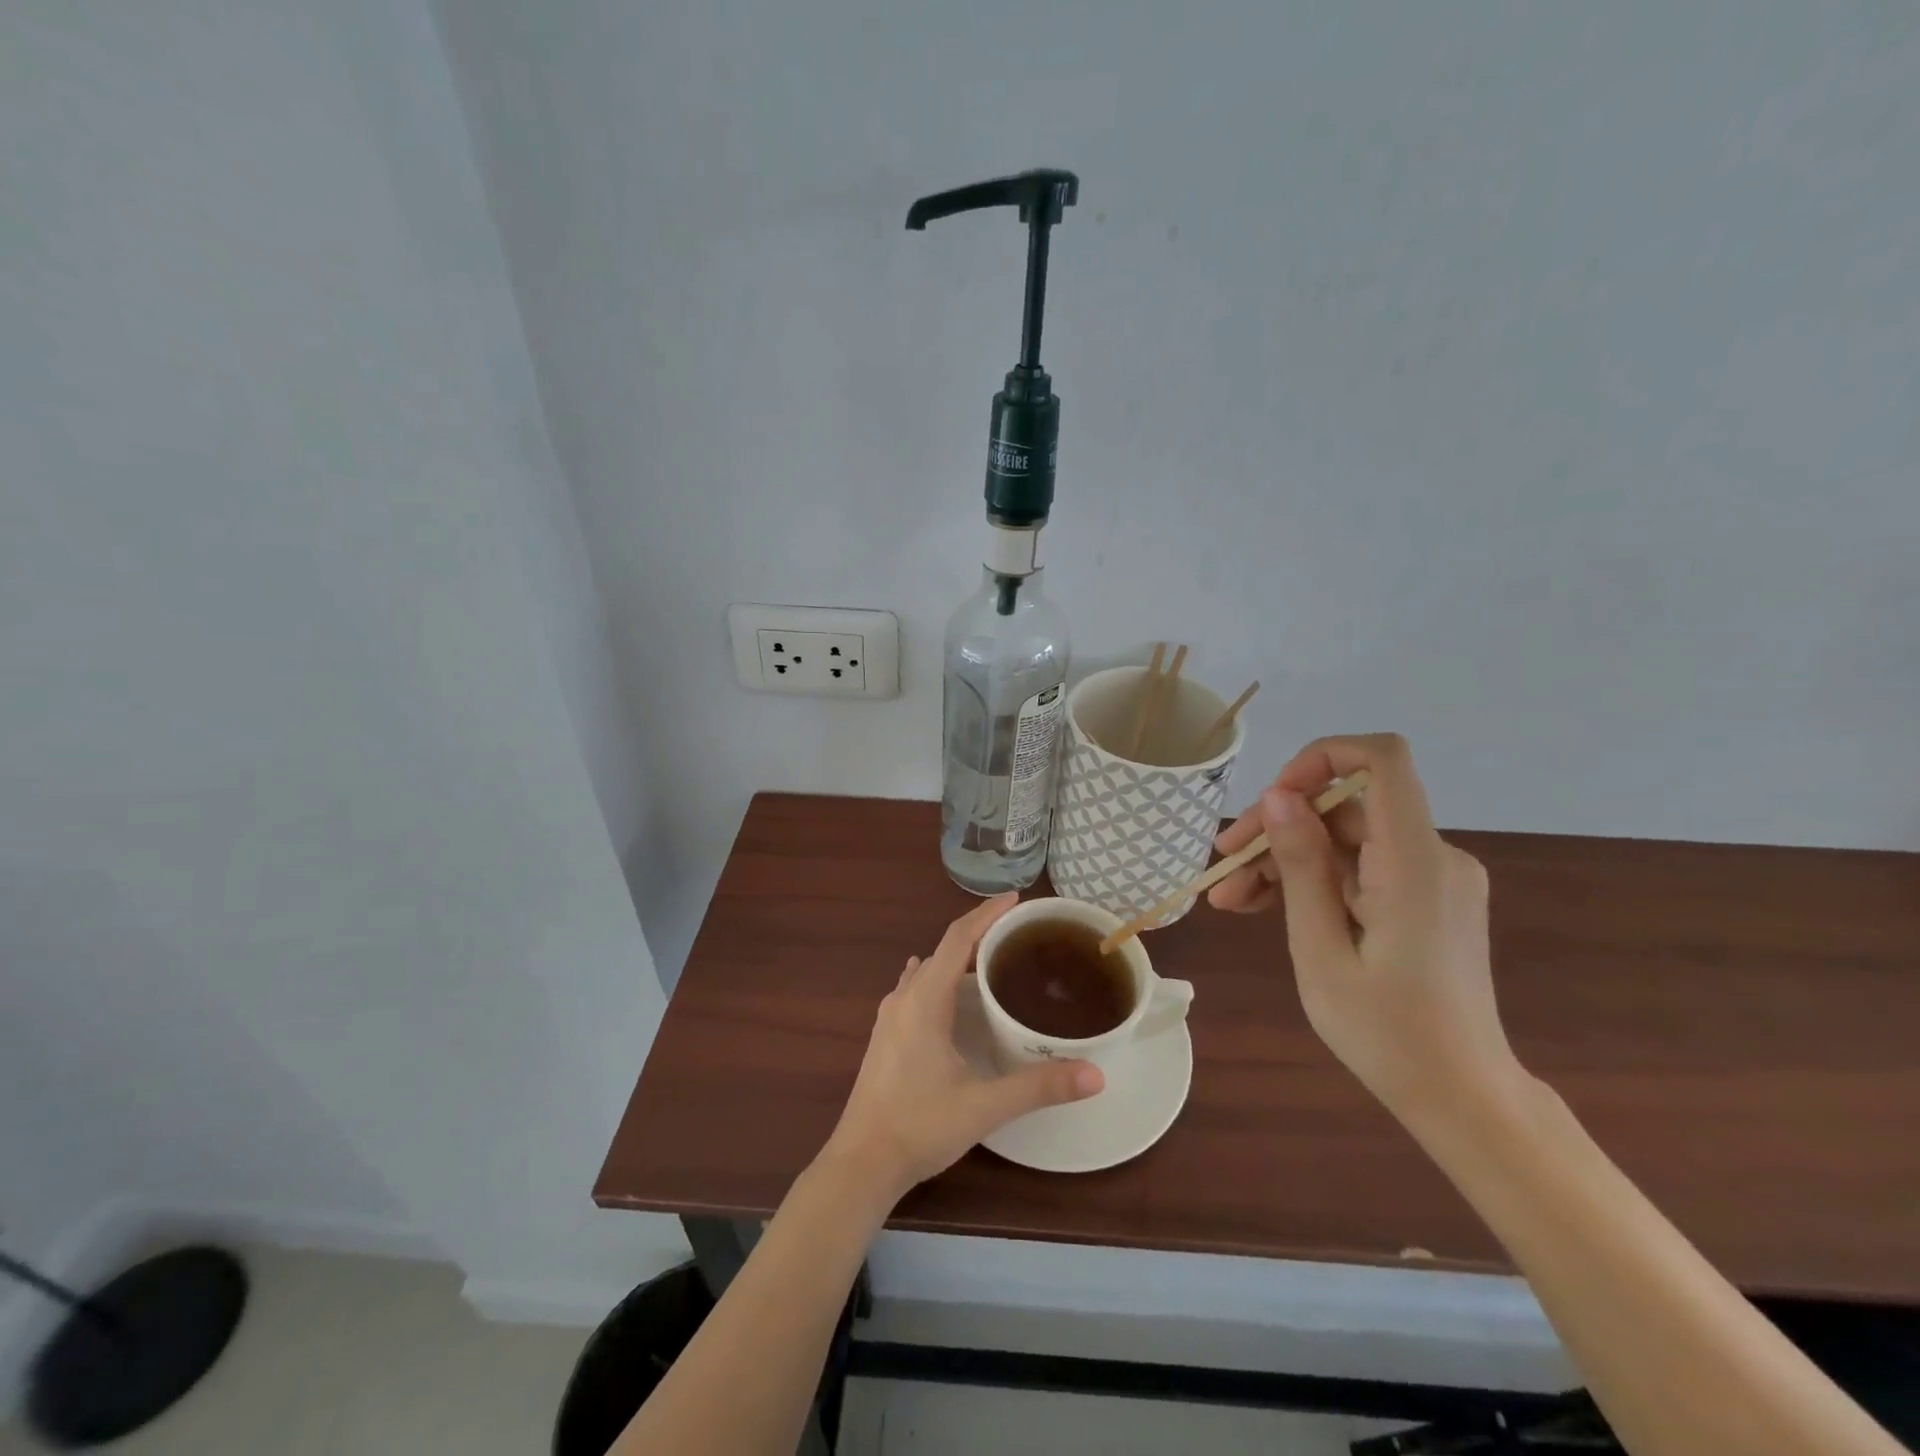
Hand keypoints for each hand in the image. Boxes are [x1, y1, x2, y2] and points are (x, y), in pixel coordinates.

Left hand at [820, 893, 1103, 1204]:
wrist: (861, 1162)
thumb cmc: (920, 1125)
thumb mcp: (985, 1105)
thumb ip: (1039, 1086)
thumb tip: (1096, 1075)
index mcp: (925, 999)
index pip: (957, 938)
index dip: (986, 914)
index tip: (1016, 899)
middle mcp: (904, 997)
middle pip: (943, 949)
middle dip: (978, 933)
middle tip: (1017, 933)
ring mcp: (889, 1017)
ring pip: (926, 969)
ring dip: (956, 957)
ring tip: (991, 959)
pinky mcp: (885, 1036)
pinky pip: (915, 988)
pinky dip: (939, 978)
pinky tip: (950, 995)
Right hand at [1208, 734, 1523, 1120]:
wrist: (1464, 1099)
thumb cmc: (1387, 1034)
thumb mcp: (1321, 950)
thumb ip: (1301, 866)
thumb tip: (1277, 796)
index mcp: (1415, 862)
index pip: (1382, 760)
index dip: (1321, 758)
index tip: (1272, 800)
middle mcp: (1435, 856)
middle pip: (1346, 808)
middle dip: (1279, 830)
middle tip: (1222, 870)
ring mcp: (1434, 878)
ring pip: (1347, 841)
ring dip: (1287, 862)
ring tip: (1233, 902)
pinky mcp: (1428, 898)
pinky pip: (1363, 869)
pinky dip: (1316, 881)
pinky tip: (1268, 908)